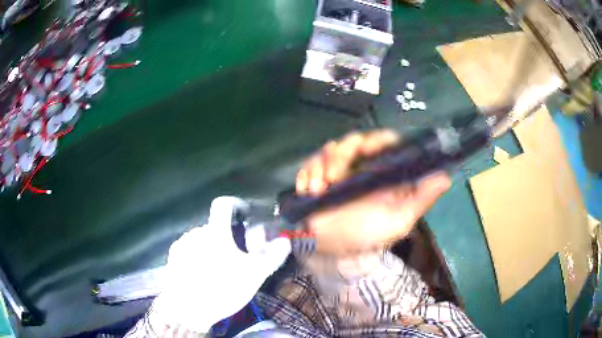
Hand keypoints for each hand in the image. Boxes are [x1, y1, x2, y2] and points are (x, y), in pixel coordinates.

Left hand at [151, 197, 290, 332]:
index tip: (245, 214)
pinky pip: (189, 250)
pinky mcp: (173, 259)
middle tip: (236, 256)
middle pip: (214, 226)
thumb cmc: (222, 288)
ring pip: (201, 239)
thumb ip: (271, 256)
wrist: (187, 310)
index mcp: (215, 232)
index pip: (223, 204)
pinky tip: (203, 276)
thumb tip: (285, 241)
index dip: (236, 204)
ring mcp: (181, 246)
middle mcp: (195, 233)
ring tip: (219, 269)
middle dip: (226, 235)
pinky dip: (198, 256)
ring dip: (211, 247)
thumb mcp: (253, 275)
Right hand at [296, 130, 450, 255]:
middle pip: (357, 140)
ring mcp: (341, 169)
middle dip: (341, 155)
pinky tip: (308, 190)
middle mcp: (365, 167)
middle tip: (332, 177)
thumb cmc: (365, 236)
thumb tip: (446, 177)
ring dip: (322, 166)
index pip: (387, 142)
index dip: (378, 140)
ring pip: (333, 147)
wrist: (329, 249)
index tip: (365, 149)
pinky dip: (308, 173)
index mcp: (386, 174)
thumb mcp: (397, 221)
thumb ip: (421, 199)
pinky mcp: (320, 173)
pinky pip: (313, 160)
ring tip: (317, 190)